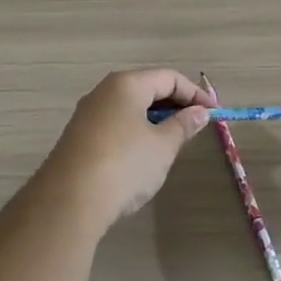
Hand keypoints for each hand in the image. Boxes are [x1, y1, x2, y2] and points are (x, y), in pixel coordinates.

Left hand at [44, 69, 210, 226]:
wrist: (67, 203)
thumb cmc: (124, 166)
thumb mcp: (163, 146)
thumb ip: (183, 125)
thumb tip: (200, 112)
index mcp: (126, 84)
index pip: (169, 78)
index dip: (195, 94)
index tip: (213, 113)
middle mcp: (104, 91)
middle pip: (147, 88)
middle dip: (174, 105)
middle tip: (195, 126)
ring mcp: (87, 114)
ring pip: (129, 107)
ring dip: (154, 119)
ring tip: (172, 142)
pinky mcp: (77, 137)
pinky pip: (114, 123)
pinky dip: (135, 131)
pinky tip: (142, 156)